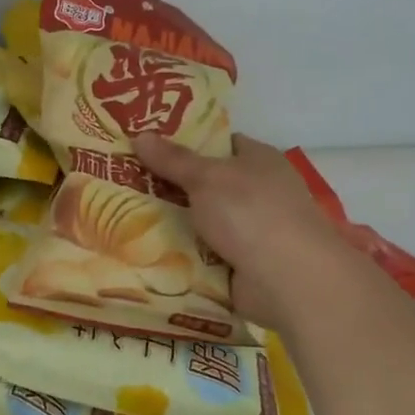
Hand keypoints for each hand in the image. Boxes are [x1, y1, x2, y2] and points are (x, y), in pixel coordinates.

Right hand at [133, 131, 349, 328]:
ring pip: (203, 222)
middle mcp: (260, 193)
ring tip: (126, 218)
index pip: (221, 144)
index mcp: (260, 160)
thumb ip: (173, 159)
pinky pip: (204, 256)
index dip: (188, 143)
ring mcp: (253, 232)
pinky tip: (147, 253)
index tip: (150, 147)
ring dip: (174, 225)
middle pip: (208, 185)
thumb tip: (140, 134)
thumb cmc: (251, 212)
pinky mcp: (244, 266)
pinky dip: (183, 257)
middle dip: (172, 187)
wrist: (288, 280)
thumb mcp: (206, 177)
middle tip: (126, 183)